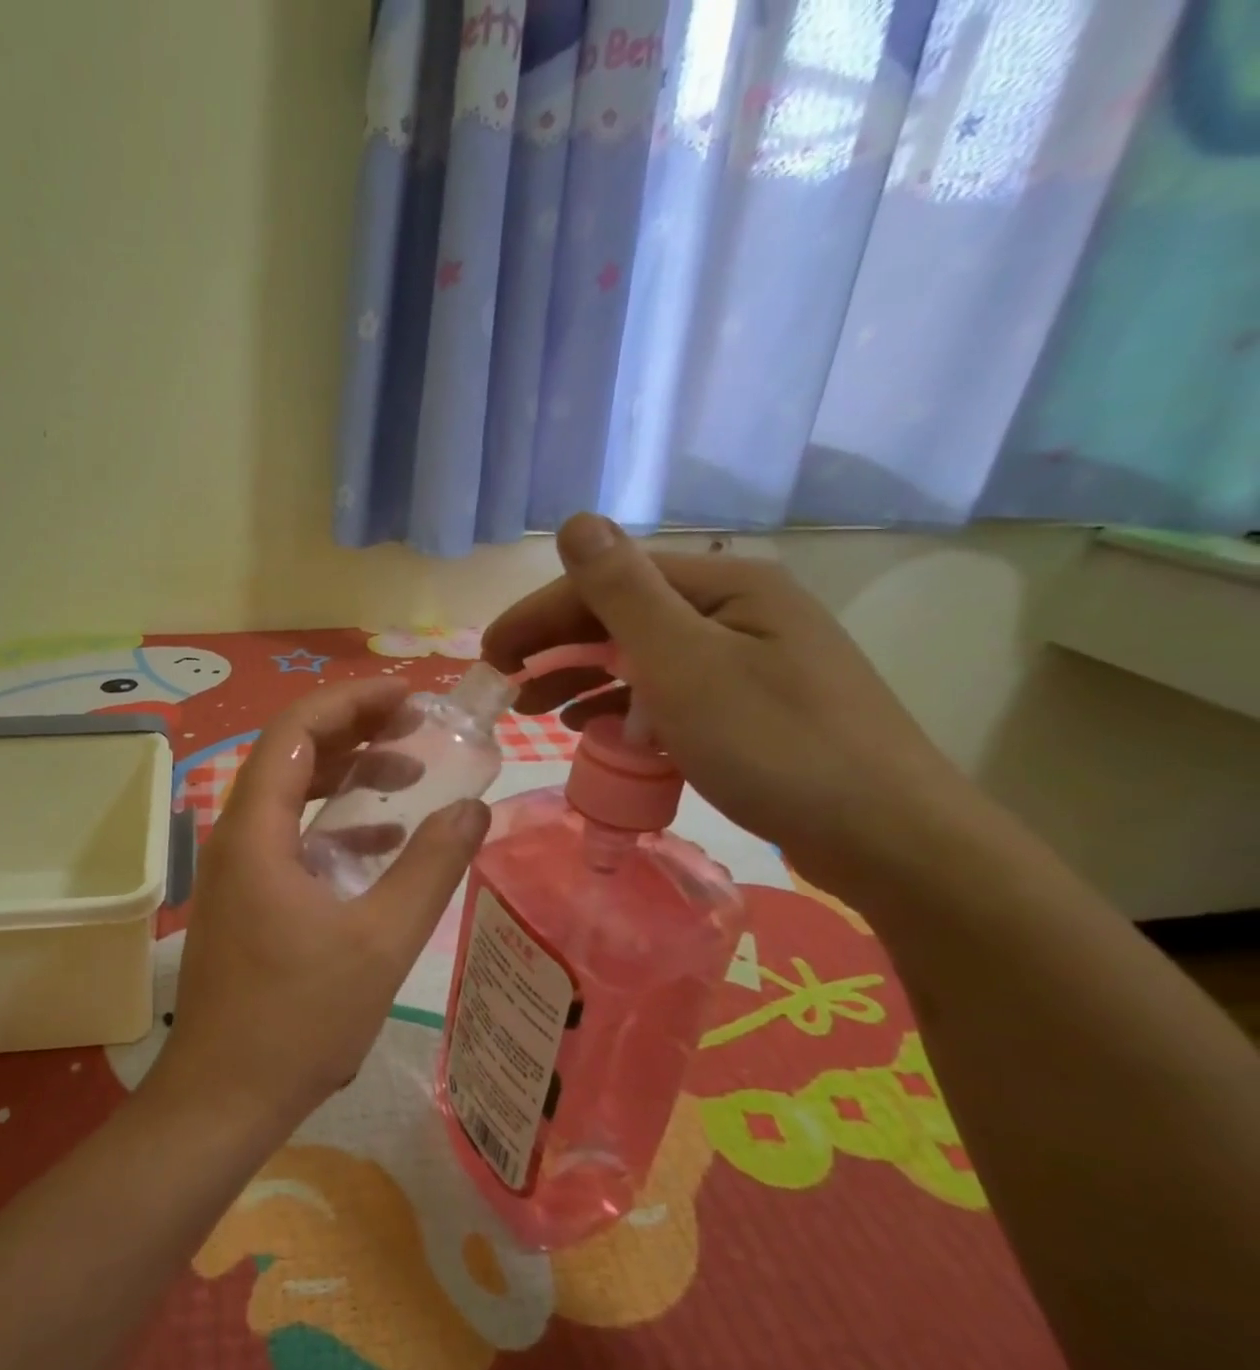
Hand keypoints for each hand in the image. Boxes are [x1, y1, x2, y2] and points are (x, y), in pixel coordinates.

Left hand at [154, 678, 490, 1127]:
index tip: (409, 698)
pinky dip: (333, 822)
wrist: (223, 1099)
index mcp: (256, 830)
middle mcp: (236, 835)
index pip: (296, 731)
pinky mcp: (245, 897)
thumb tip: (475, 809)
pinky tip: (381, 839)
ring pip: (291, 794)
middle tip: (417, 728)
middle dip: (354, 731)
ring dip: (346, 775)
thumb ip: (431, 867)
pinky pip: (289, 834)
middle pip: (291, 754)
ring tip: (409, 773)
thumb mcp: (381, 941)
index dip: (352, 702)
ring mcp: (236, 867)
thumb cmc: (298, 1020)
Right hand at [483, 513, 964, 892]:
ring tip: (535, 711)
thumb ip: (622, 592)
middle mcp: (738, 611)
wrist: (889, 839)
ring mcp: (750, 662)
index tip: (489, 656)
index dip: (540, 613)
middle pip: (625, 616)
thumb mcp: (684, 664)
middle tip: (505, 686)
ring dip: (583, 678)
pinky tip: (595, 732)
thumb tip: (576, 520)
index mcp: (724, 586)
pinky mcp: (753, 709)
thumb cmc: (775, 746)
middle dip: (557, 647)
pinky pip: (670, 695)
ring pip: (644, 658)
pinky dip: (624, 709)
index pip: (609, 581)